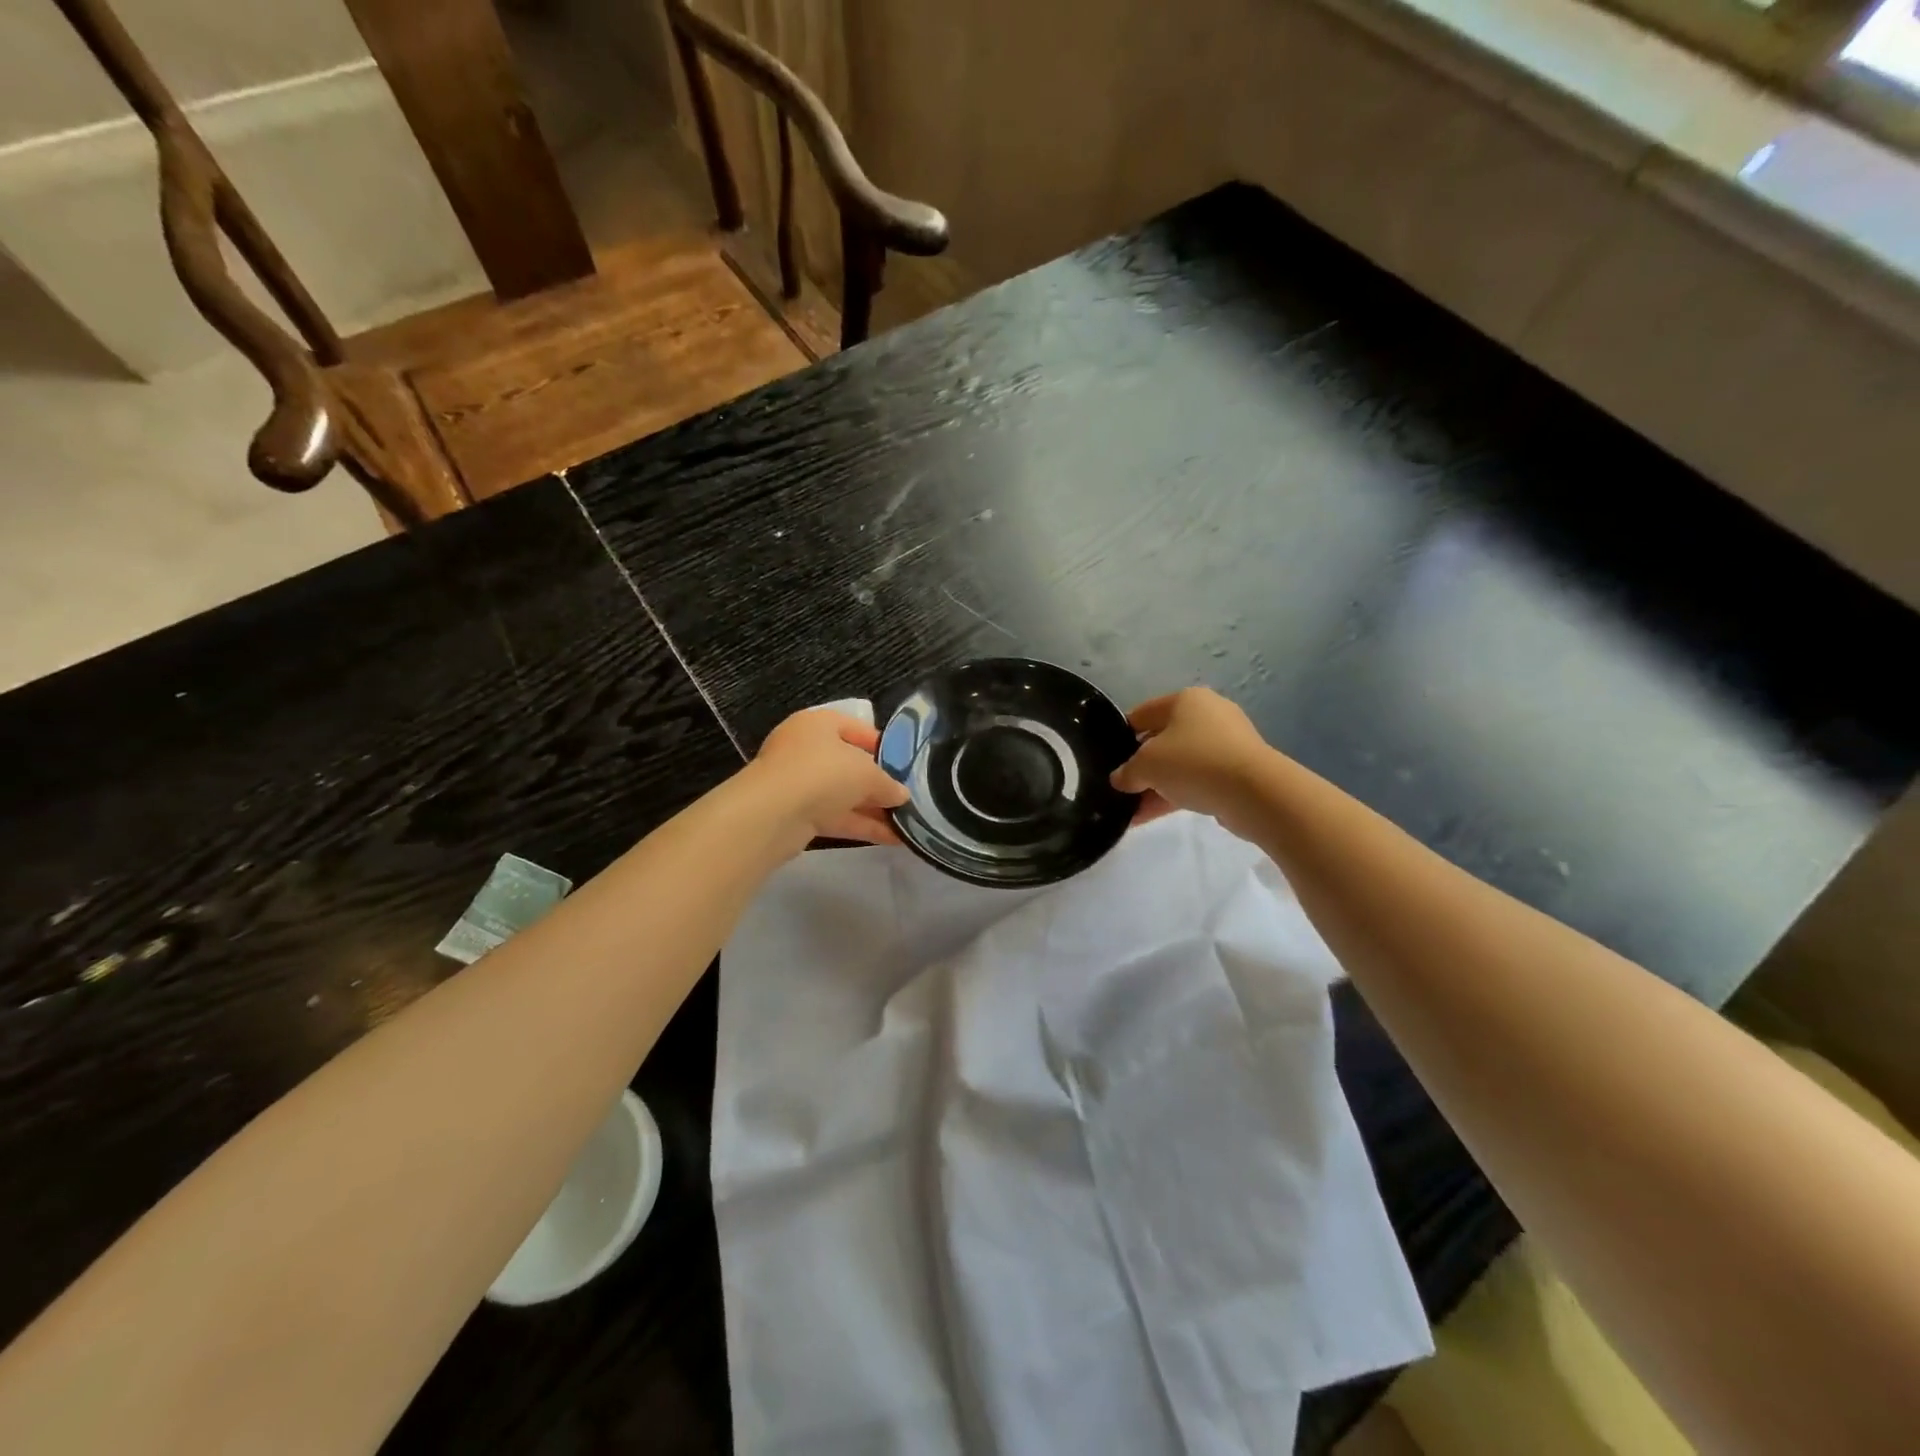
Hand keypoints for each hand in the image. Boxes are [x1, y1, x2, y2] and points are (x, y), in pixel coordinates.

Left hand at [749, 709, 909, 848]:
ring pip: (843, 794)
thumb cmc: (823, 773)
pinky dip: (862, 825)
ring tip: (907, 822)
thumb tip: (902, 795)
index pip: (857, 728)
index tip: (906, 765)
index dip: (884, 746)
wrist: (772, 814)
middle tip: (908, 798)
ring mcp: (799, 783)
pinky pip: (836, 817)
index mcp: (818, 725)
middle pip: (850, 764)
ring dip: (873, 809)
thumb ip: (888, 784)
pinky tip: (892, 839)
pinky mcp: (797, 815)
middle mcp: (805, 750)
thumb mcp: (867, 773)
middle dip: (879, 783)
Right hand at [1111, 688, 1272, 832]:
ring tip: (1132, 811)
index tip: (1108, 760)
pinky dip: (1176, 794)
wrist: (1255, 792)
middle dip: (1141, 766)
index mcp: (1185, 700)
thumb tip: (1120, 779)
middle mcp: (1208, 714)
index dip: (1120, 736)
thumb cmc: (1194, 762)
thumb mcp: (1146, 766)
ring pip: (1180, 763)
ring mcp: (1227, 743)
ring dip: (1156, 786)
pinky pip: (1198, 780)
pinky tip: (1152, 816)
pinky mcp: (1238, 770)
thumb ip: (1127, 772)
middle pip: (1162, 739)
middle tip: (1121, 788)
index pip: (1141, 714)